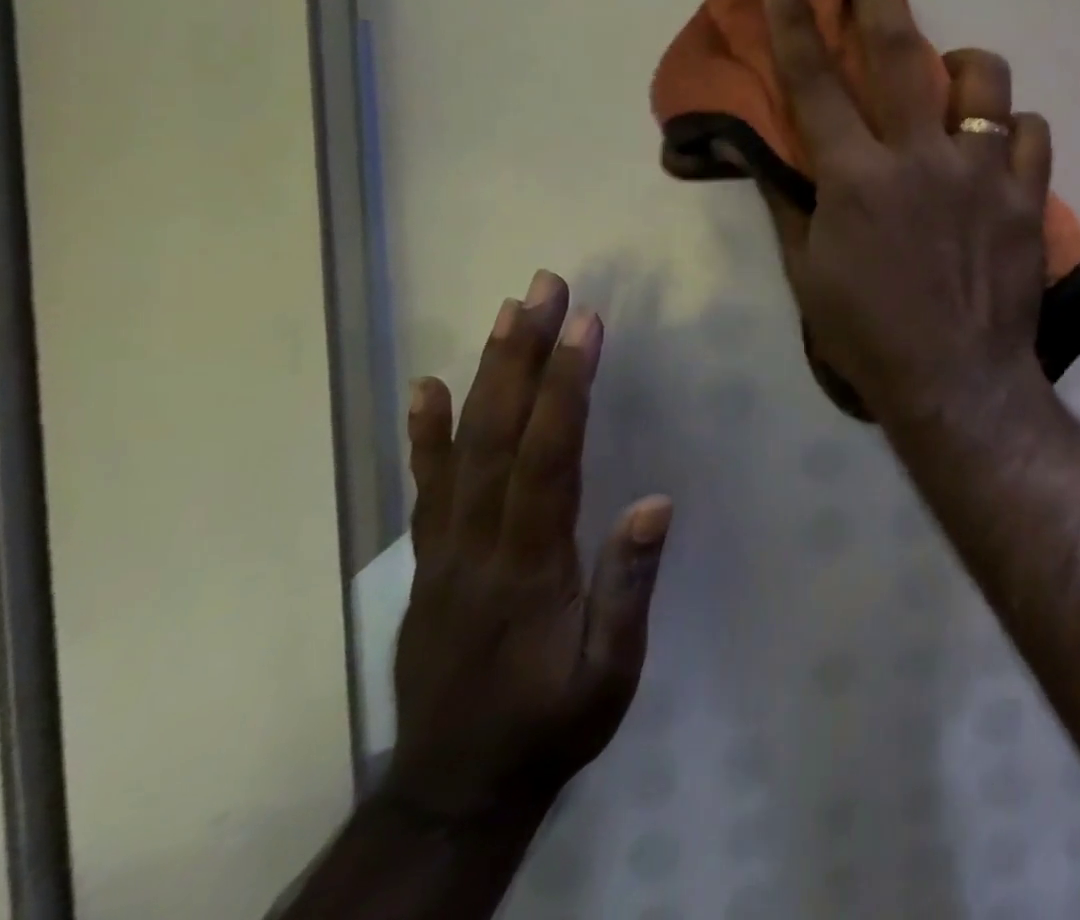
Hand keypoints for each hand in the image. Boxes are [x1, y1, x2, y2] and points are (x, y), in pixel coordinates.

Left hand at [385, 271, 671, 821]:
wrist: (455, 790)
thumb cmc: (551, 724)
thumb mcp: (609, 673)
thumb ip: (628, 587)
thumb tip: (655, 501)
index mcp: (529, 563)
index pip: (549, 455)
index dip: (568, 385)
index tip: (586, 323)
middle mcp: (478, 542)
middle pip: (500, 432)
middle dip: (525, 352)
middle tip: (543, 288)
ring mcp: (445, 549)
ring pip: (462, 446)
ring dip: (486, 373)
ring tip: (505, 312)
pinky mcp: (429, 561)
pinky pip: (426, 486)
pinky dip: (424, 433)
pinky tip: (425, 388)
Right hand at [760, 0, 1053, 427]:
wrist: (958, 381)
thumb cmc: (870, 335)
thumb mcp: (810, 274)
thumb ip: (793, 204)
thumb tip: (777, 153)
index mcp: (858, 179)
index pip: (815, 85)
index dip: (793, 24)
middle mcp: (921, 159)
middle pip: (901, 54)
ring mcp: (982, 174)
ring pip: (986, 80)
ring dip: (966, 68)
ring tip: (957, 82)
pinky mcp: (1028, 196)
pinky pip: (1031, 131)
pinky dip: (1013, 129)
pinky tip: (1001, 145)